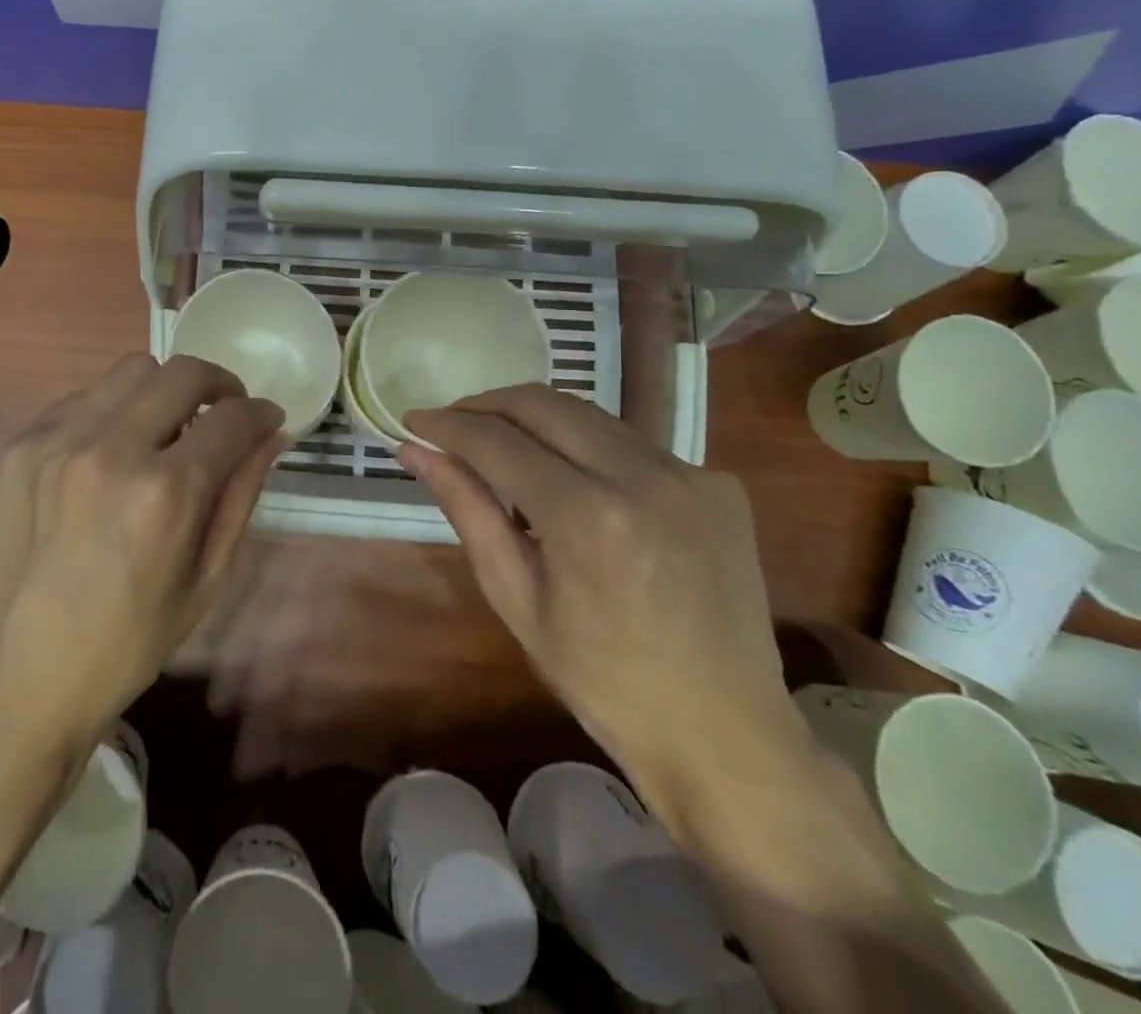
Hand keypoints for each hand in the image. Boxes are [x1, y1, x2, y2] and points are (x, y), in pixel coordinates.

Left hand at [0, 354, 285, 756]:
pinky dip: (115, 409)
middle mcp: (112, 449)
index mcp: (166, 493)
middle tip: (224, 413)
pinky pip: (84, 397)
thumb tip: (271, 436)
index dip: (261, 413)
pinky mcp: (22, 445)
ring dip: (165, 390)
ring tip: (167, 428)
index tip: (267, 421)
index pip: (232, 418)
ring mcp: (58, 440)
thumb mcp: (205, 581)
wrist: (14, 679)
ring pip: (132, 370)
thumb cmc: (125, 645)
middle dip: (219, 384)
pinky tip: (113, 449)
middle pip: (183, 372)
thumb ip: (242, 496)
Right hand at [401, 385, 798, 783]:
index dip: (448, 425)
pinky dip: (586, 448)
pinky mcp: (718, 484)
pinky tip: (572, 481)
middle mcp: (643, 477)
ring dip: (534, 420)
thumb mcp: (516, 600)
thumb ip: (468, 510)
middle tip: (451, 426)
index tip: (414, 422)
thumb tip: (416, 452)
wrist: (726, 736)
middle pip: (543, 404)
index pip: (498, 441)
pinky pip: (632, 444)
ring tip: (500, 446)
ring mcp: (690, 475)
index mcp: (587, 517)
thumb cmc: (604, 681)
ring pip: (588, 415)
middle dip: (487, 405)